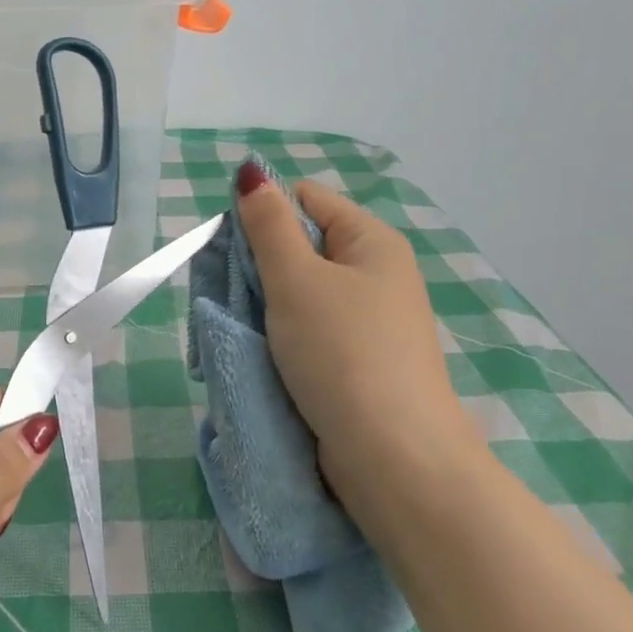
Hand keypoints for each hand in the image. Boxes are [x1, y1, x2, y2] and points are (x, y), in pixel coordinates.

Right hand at [237, 174, 479, 509]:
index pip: (305, 199)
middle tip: (238, 296)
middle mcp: (377, 273)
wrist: (395, 460)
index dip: (265, 215)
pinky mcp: (361, 360)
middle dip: (263, 265)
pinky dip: (287, 337)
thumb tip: (251, 172)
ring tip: (251, 330)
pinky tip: (270, 355)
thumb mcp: (296, 279)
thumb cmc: (342, 354)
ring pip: (303, 291)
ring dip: (269, 306)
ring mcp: (371, 320)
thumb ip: (268, 224)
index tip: (237, 253)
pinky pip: (313, 329)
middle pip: (303, 245)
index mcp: (371, 241)